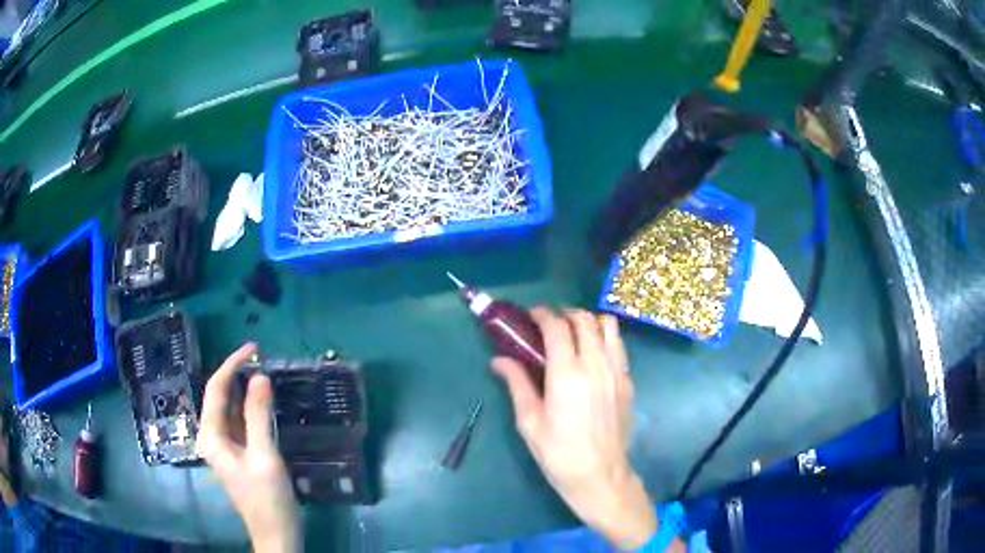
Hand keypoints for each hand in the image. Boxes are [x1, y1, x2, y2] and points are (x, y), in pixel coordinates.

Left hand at [197, 343, 300, 552]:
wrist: (276, 532)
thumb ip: (259, 416)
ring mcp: (226, 446)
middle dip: (237, 374)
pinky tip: (264, 401)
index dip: (232, 364)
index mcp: (211, 436)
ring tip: (264, 372)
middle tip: (262, 358)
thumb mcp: (264, 456)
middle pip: (220, 396)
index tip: (254, 348)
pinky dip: (252, 408)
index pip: (216, 389)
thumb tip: (260, 376)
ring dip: (245, 390)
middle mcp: (213, 437)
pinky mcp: (239, 453)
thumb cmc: (267, 498)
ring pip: (231, 408)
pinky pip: (241, 422)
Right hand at [492, 309, 678, 549]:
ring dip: (589, 321)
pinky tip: (593, 355)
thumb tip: (498, 360)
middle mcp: (595, 364)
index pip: (557, 327)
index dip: (542, 315)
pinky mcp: (628, 381)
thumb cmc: (558, 452)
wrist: (600, 475)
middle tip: (549, 324)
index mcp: (566, 373)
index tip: (531, 316)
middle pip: (584, 320)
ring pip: (608, 326)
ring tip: (574, 333)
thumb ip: (517, 384)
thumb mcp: (529, 422)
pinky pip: (619, 346)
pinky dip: (605, 338)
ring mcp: (617, 371)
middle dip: (565, 313)